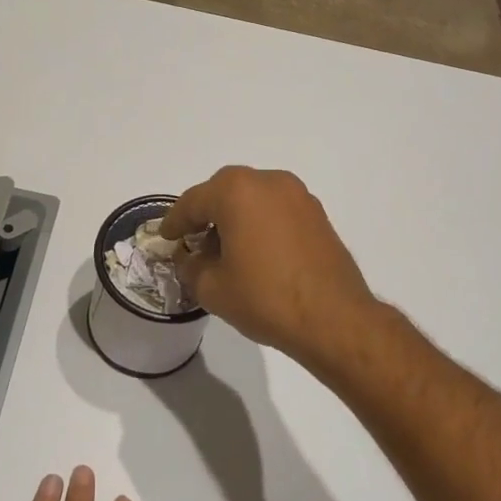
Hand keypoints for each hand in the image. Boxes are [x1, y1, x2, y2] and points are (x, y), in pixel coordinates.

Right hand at [160, 167, 379, 367]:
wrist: (334, 318)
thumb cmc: (265, 298)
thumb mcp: (213, 288)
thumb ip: (191, 267)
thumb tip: (190, 259)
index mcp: (236, 191)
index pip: (193, 201)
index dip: (175, 221)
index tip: (166, 237)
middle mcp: (268, 182)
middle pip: (224, 191)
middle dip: (206, 213)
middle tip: (193, 240)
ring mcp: (297, 195)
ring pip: (253, 197)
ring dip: (235, 216)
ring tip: (225, 249)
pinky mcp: (317, 214)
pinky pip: (276, 209)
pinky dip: (260, 222)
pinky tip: (255, 251)